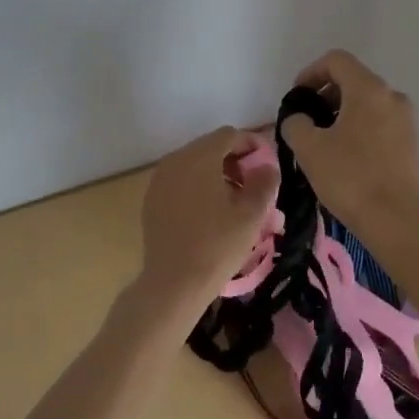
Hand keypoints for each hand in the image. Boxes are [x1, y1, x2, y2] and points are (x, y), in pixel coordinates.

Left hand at [137, 126, 279, 320]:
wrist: (173, 283)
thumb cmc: (217, 245)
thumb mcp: (251, 214)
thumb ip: (264, 182)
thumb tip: (267, 167)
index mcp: (200, 157)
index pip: (229, 135)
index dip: (251, 145)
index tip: (267, 165)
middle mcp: (175, 160)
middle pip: (210, 146)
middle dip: (234, 160)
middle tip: (252, 185)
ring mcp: (159, 179)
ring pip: (194, 163)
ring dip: (216, 173)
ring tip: (233, 200)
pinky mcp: (152, 198)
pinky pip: (180, 180)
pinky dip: (197, 186)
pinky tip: (208, 212)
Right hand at [280, 50, 418, 241]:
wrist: (397, 220)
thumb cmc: (350, 178)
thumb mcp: (309, 148)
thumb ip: (295, 123)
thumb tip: (299, 119)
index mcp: (368, 89)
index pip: (336, 60)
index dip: (310, 73)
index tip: (296, 98)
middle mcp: (392, 96)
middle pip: (353, 79)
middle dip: (325, 95)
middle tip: (306, 121)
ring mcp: (406, 119)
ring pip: (367, 102)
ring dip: (341, 113)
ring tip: (323, 142)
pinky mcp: (411, 143)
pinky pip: (379, 122)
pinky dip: (359, 127)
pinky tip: (345, 157)